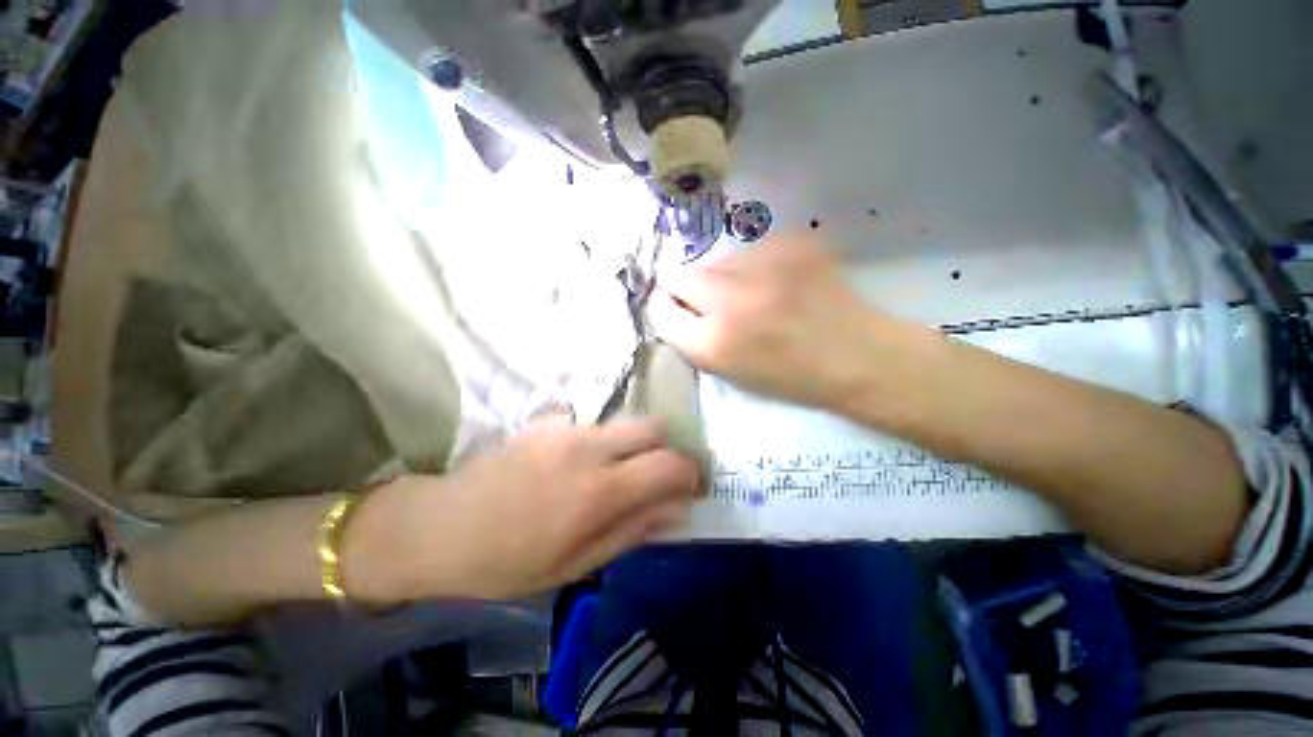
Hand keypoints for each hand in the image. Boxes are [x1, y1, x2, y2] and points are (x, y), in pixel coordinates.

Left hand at [345, 417, 702, 601]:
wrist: (440, 526)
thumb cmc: (508, 560)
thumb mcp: (576, 564)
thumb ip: (634, 530)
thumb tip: (678, 509)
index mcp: (600, 490)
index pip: (670, 464)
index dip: (691, 473)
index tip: (691, 487)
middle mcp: (590, 447)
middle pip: (653, 426)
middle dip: (664, 449)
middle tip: (652, 476)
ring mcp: (567, 428)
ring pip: (624, 422)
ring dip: (631, 445)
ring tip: (611, 474)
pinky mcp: (548, 420)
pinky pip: (592, 424)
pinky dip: (599, 441)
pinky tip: (575, 464)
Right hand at [650, 233, 890, 408]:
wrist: (858, 356)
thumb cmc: (791, 378)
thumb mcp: (730, 373)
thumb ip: (695, 340)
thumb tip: (675, 308)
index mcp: (713, 343)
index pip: (660, 311)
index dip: (665, 309)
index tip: (675, 309)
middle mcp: (729, 300)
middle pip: (678, 275)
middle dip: (685, 288)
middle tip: (707, 299)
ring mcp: (761, 265)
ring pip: (715, 260)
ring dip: (722, 276)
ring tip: (752, 293)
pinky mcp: (789, 243)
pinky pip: (750, 250)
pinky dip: (754, 265)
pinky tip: (778, 281)